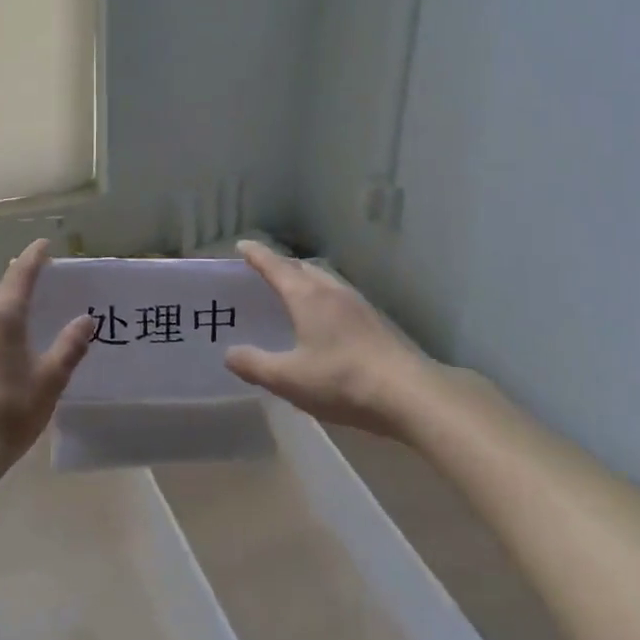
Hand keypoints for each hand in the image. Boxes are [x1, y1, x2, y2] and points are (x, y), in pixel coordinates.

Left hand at [0, 240, 95, 477]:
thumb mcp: (49, 382)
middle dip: (11, 285)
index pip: (21, 273)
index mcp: (2, 315)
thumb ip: (69, 347)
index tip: (44, 245)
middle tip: (31, 294)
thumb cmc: (7, 413)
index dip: (35, 257)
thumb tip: (85, 320)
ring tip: (9, 325)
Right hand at [225, 240, 437, 438]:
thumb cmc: (342, 381)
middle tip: (264, 272)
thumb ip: (255, 364)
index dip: (257, 255)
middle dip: (281, 266)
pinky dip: (323, 297)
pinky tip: (326, 320)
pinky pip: (340, 297)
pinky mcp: (376, 321)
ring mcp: (358, 304)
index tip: (242, 244)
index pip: (275, 266)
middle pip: (302, 268)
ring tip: (293, 293)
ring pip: (325, 280)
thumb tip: (229, 353)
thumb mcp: (289, 379)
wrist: (409, 395)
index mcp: (307, 297)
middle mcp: (332, 291)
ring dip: (305, 280)